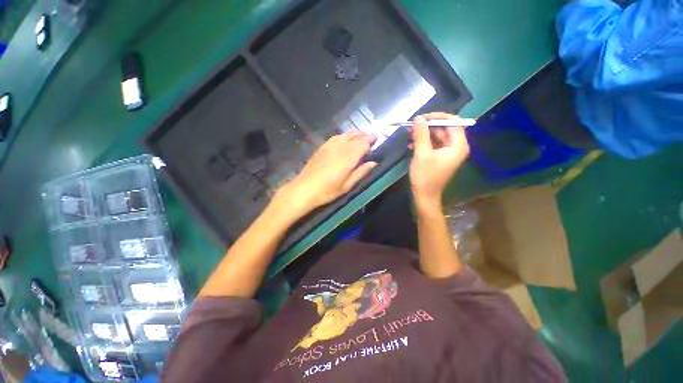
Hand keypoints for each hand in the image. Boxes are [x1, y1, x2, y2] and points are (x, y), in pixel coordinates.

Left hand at [273, 132, 376, 219]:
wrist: (304, 189)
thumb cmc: (327, 191)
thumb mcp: (347, 186)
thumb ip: (361, 173)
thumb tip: (373, 163)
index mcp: (347, 159)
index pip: (362, 144)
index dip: (370, 142)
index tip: (375, 142)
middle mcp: (339, 149)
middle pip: (355, 137)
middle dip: (365, 135)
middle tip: (372, 136)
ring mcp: (329, 146)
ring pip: (345, 135)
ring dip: (355, 134)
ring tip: (361, 135)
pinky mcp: (321, 148)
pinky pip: (335, 137)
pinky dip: (343, 135)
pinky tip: (345, 138)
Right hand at [409, 112, 469, 208]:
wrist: (425, 196)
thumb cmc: (425, 176)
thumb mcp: (422, 153)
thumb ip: (421, 134)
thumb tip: (418, 118)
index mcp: (458, 145)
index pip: (453, 122)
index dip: (438, 117)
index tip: (422, 117)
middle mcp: (456, 147)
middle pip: (444, 129)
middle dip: (428, 127)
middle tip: (412, 126)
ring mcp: (448, 153)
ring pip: (437, 137)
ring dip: (423, 135)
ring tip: (409, 134)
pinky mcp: (440, 158)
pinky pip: (433, 145)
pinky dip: (423, 143)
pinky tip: (411, 144)